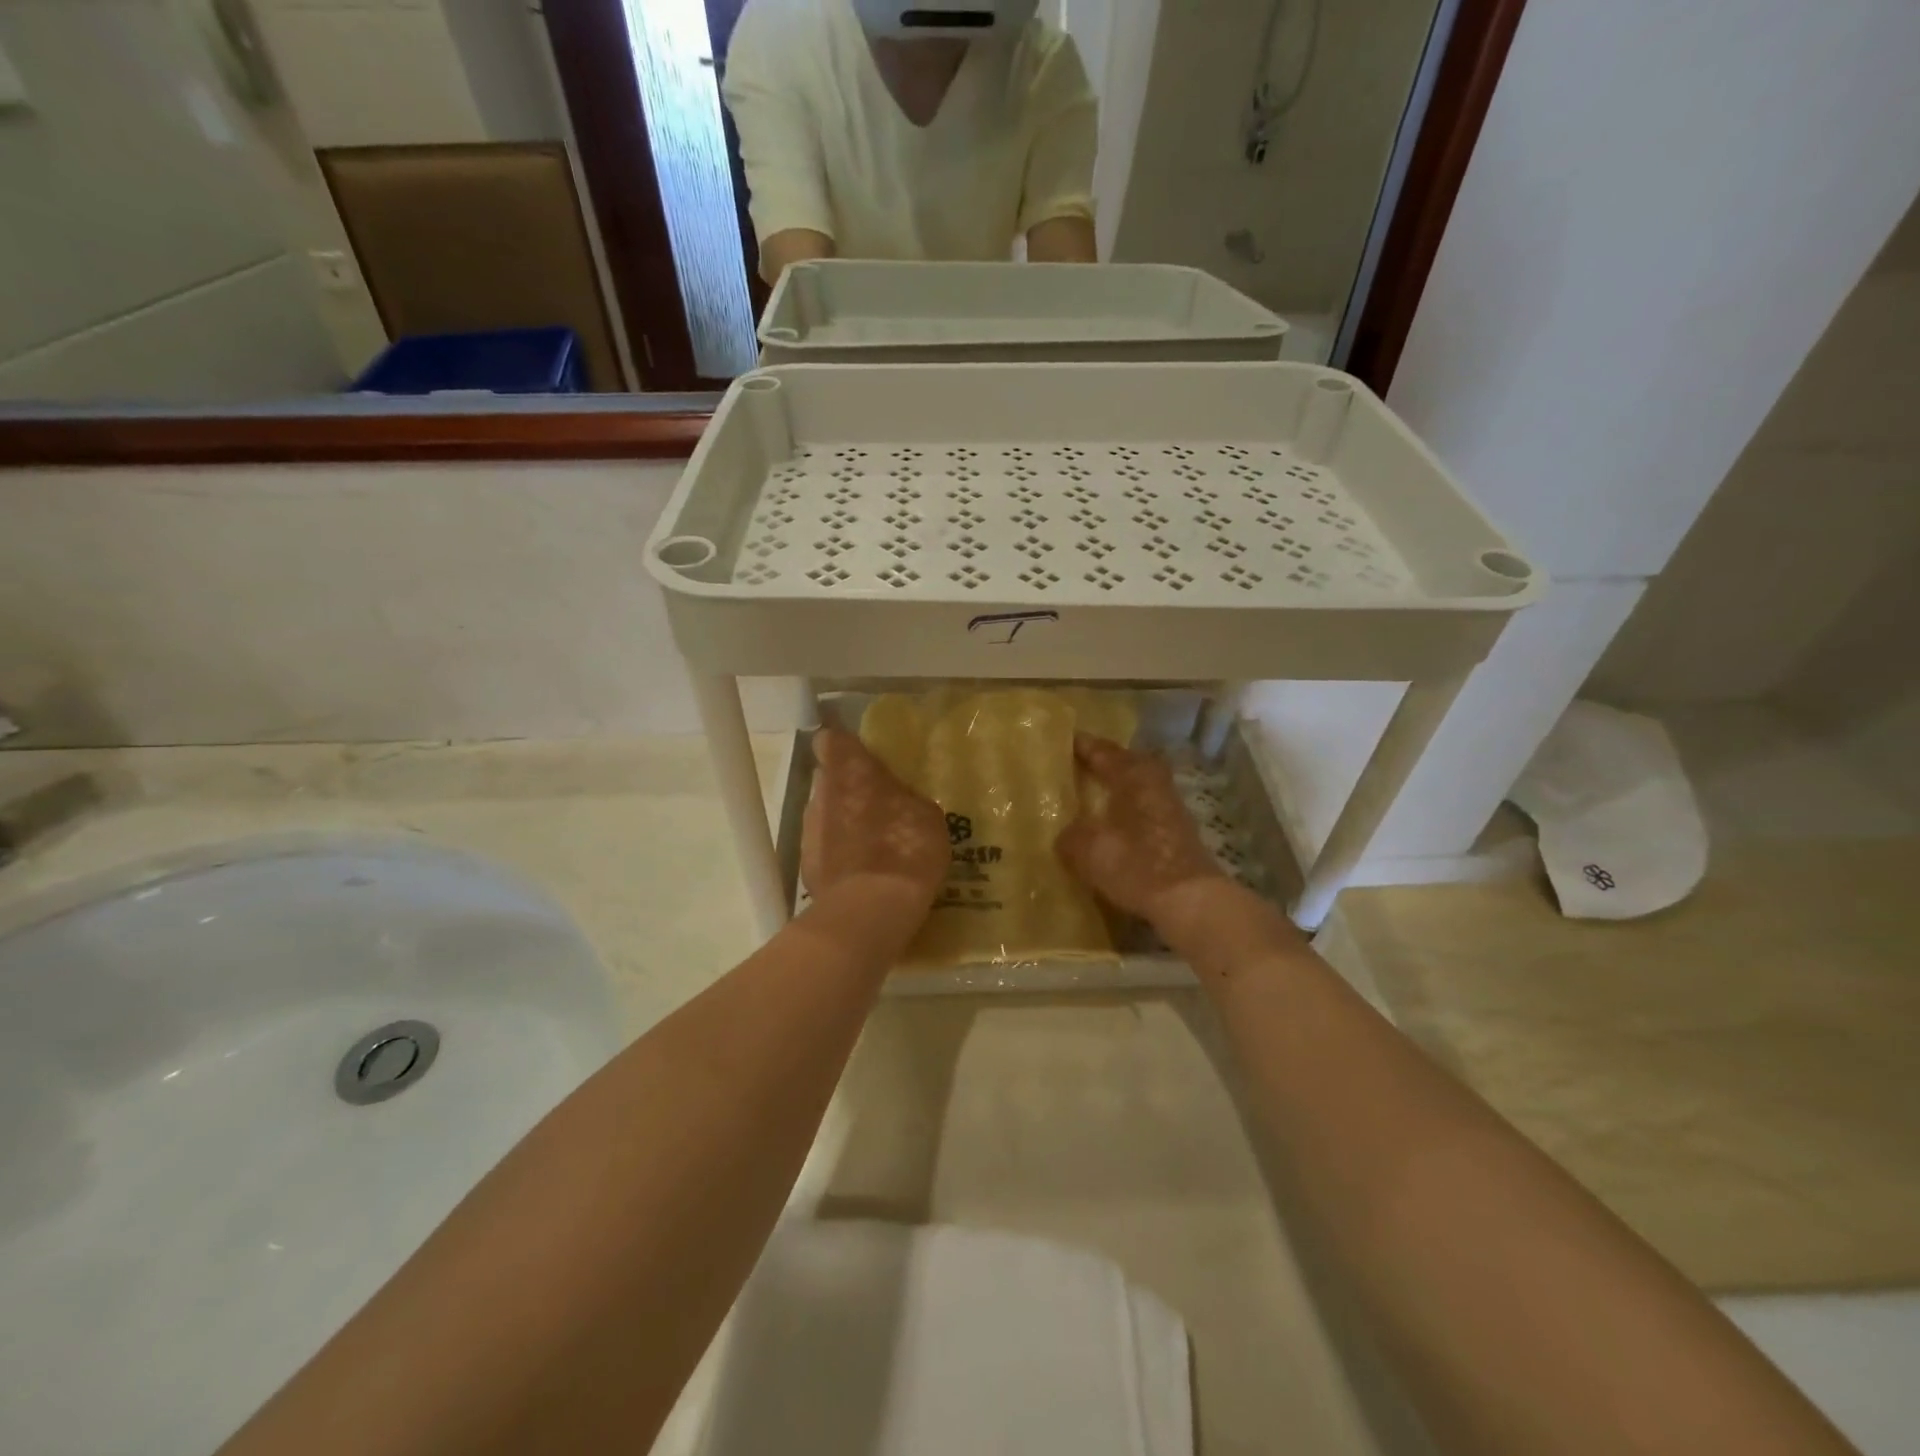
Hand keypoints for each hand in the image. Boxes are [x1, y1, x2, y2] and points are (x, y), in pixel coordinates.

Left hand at [801, 728, 948, 911]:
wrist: (870, 910)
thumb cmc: (906, 848)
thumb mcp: (926, 814)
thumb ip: (904, 795)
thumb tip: (897, 796)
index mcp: (850, 769)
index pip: (831, 740)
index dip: (845, 748)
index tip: (865, 760)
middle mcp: (821, 792)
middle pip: (829, 780)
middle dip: (849, 788)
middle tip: (879, 805)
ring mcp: (809, 829)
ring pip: (825, 815)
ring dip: (844, 823)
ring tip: (874, 845)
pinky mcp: (805, 864)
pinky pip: (824, 849)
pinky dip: (839, 855)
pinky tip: (863, 873)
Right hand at [1057, 734, 1228, 927]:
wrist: (1189, 901)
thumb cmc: (1136, 864)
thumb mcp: (1087, 849)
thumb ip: (1070, 835)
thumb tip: (1066, 834)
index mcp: (1133, 774)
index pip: (1101, 750)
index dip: (1080, 745)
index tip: (1061, 740)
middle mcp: (1154, 782)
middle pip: (1125, 763)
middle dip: (1102, 764)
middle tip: (1075, 766)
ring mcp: (1170, 806)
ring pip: (1136, 786)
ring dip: (1116, 788)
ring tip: (1089, 796)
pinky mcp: (1176, 831)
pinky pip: (1143, 808)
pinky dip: (1126, 810)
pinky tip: (1111, 825)